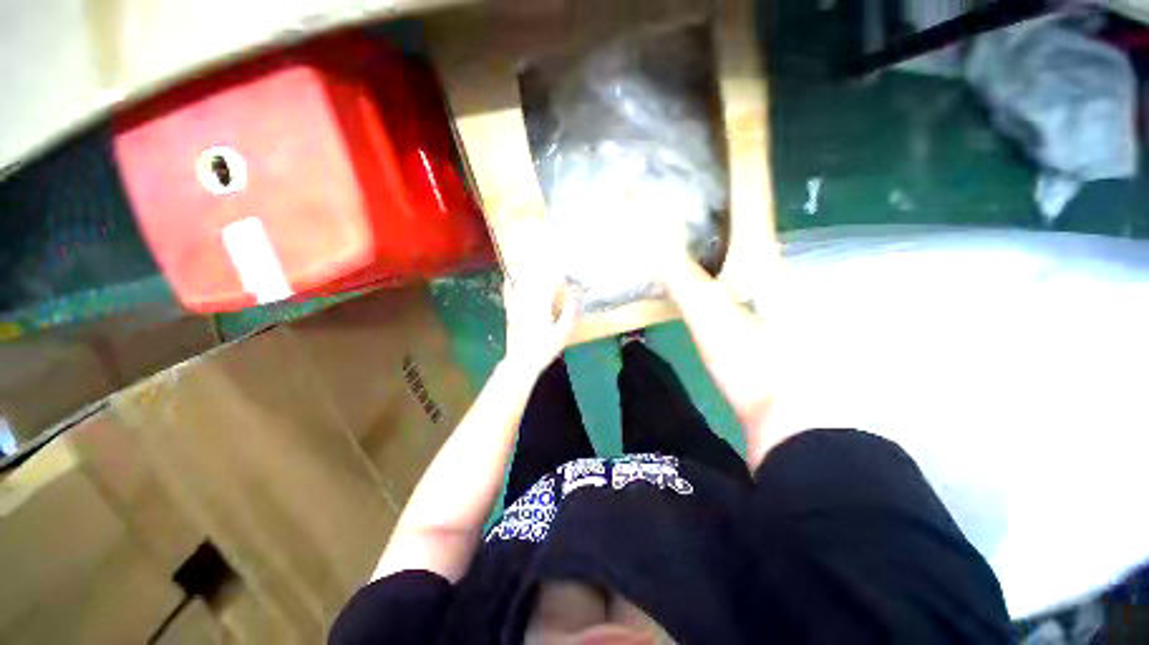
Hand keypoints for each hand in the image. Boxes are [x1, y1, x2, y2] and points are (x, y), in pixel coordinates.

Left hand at [502, 269, 579, 375]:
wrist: (521, 363)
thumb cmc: (544, 350)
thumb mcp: (562, 335)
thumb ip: (568, 315)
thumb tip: (573, 298)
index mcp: (541, 308)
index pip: (549, 285)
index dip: (557, 276)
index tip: (563, 270)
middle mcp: (527, 304)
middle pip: (534, 282)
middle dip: (542, 271)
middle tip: (548, 263)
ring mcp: (516, 308)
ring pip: (522, 286)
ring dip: (528, 275)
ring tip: (533, 265)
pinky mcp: (510, 314)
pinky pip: (508, 296)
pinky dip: (509, 286)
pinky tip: (509, 279)